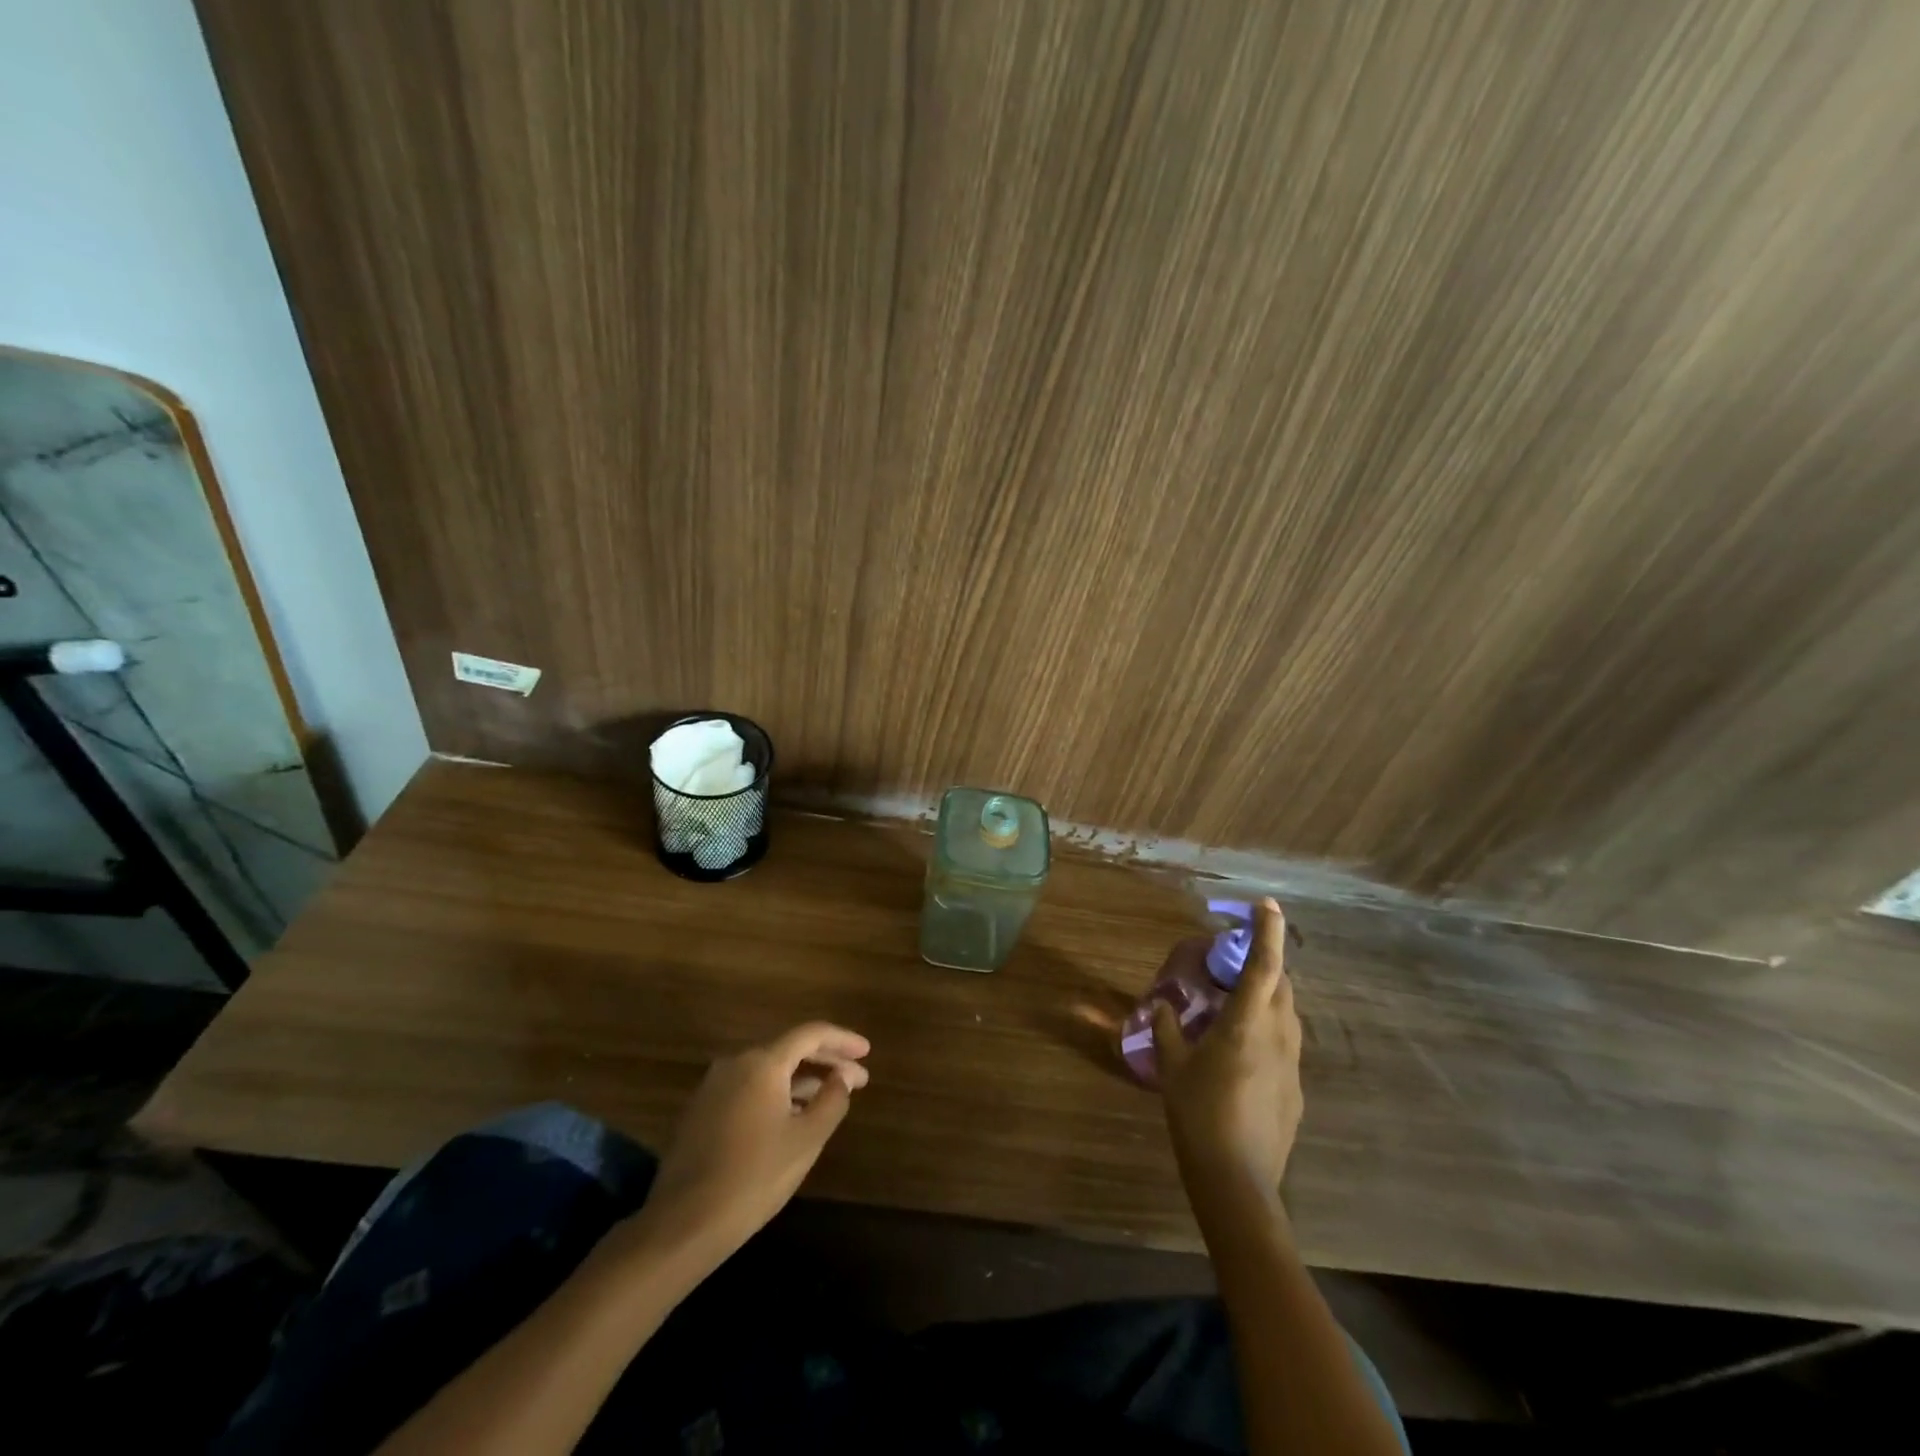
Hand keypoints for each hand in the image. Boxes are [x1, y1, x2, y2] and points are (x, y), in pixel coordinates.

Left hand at [627, 1022, 869, 1265]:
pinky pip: (749, 1089)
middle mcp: (735, 1063)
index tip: (866, 1051)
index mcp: (762, 1063)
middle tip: (857, 1077)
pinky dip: (776, 1094)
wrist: (683, 1224)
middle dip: (826, 1061)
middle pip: (789, 1049)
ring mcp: (713, 1087)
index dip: (842, 1040)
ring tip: (830, 1098)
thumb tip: (843, 1077)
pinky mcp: (700, 1111)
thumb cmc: (753, 1177)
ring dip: (801, 1080)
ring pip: (768, 1071)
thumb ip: (832, 1101)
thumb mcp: (805, 1140)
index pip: (810, 1034)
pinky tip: (792, 1116)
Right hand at [1154, 898, 1302, 1204]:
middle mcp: (1278, 1037)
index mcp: (1246, 1024)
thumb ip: (1168, 1029)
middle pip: (1281, 986)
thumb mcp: (1173, 1068)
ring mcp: (1292, 1065)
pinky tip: (1241, 1054)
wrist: (1238, 1182)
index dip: (1267, 931)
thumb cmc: (1198, 1115)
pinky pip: (1284, 1044)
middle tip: (1234, 962)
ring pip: (1286, 1015)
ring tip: (1236, 1003)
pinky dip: (1267, 1030)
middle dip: (1265, 963)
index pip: (1264, 965)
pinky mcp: (1296, 1090)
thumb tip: (1163, 1007)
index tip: (1267, 904)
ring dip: (1267, 997)